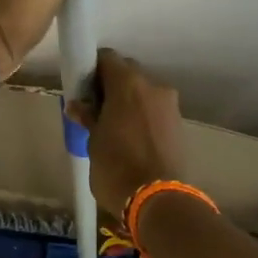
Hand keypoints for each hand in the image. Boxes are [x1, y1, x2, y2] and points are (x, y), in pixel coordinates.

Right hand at [69, 49, 184, 220]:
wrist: (158, 200)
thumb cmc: (116, 167)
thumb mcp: (94, 142)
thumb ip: (88, 117)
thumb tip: (78, 105)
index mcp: (128, 83)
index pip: (108, 58)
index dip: (93, 69)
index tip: (84, 88)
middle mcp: (153, 86)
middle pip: (129, 72)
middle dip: (113, 85)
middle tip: (97, 108)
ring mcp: (170, 105)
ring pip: (145, 92)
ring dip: (130, 102)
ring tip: (115, 127)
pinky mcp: (179, 124)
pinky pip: (156, 111)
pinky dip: (144, 116)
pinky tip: (133, 138)